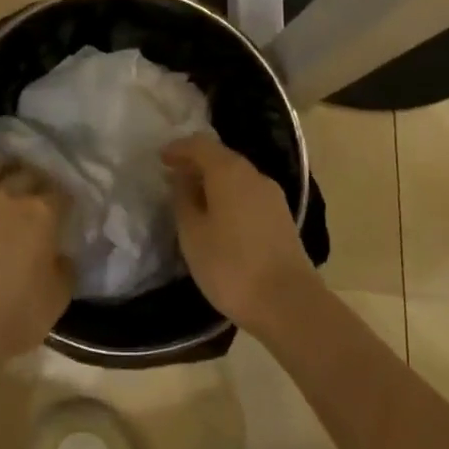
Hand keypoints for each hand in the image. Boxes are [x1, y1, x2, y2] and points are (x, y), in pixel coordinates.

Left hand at [0, 157, 71, 421]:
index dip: (64, 201)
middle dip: (35, 180)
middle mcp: (6, 194)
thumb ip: (64, 269)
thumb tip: (60, 256)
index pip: (61, 193)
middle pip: (26, 173)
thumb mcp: (58, 298)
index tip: (64, 211)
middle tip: (34, 196)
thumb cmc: (14, 316)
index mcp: (41, 213)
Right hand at [164, 135, 318, 330]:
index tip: (160, 159)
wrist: (288, 303)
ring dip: (214, 181)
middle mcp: (254, 175)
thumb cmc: (230, 266)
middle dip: (196, 164)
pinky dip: (229, 196)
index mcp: (229, 171)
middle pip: (221, 157)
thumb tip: (182, 177)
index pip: (200, 145)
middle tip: (174, 178)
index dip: (178, 148)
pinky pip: (248, 194)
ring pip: (237, 176)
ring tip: (193, 200)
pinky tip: (219, 217)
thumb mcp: (193, 233)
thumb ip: (183, 199)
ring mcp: (273, 196)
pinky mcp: (282, 217)